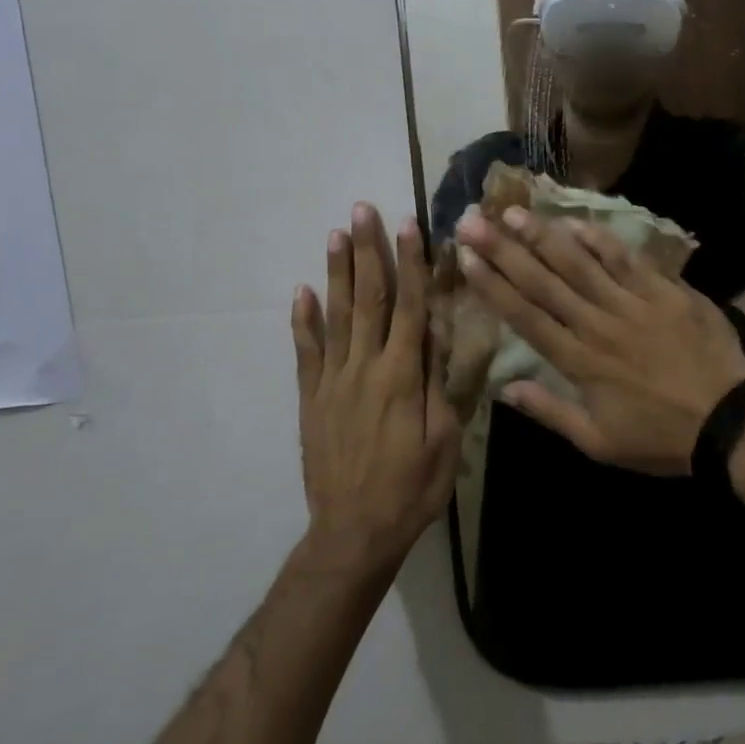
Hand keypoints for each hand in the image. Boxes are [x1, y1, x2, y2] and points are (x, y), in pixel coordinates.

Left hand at [293, 205, 461, 575]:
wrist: (353, 534)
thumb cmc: (412, 487)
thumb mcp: (444, 439)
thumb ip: (439, 383)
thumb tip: (439, 333)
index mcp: (402, 375)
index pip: (410, 306)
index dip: (411, 262)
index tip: (408, 224)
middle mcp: (365, 367)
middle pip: (369, 298)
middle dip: (368, 250)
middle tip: (363, 209)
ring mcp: (333, 380)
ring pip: (335, 315)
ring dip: (336, 272)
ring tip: (336, 233)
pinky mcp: (311, 398)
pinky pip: (306, 352)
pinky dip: (302, 320)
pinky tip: (300, 291)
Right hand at [456, 206, 744, 474]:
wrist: (730, 420)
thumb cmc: (661, 437)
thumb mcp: (600, 443)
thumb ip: (551, 412)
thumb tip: (505, 388)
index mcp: (578, 361)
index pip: (525, 316)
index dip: (492, 285)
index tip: (465, 258)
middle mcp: (597, 324)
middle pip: (543, 282)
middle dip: (503, 250)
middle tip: (472, 221)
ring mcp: (631, 303)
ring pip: (579, 263)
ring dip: (543, 236)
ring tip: (512, 212)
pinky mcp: (663, 290)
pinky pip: (626, 259)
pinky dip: (600, 240)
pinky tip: (575, 222)